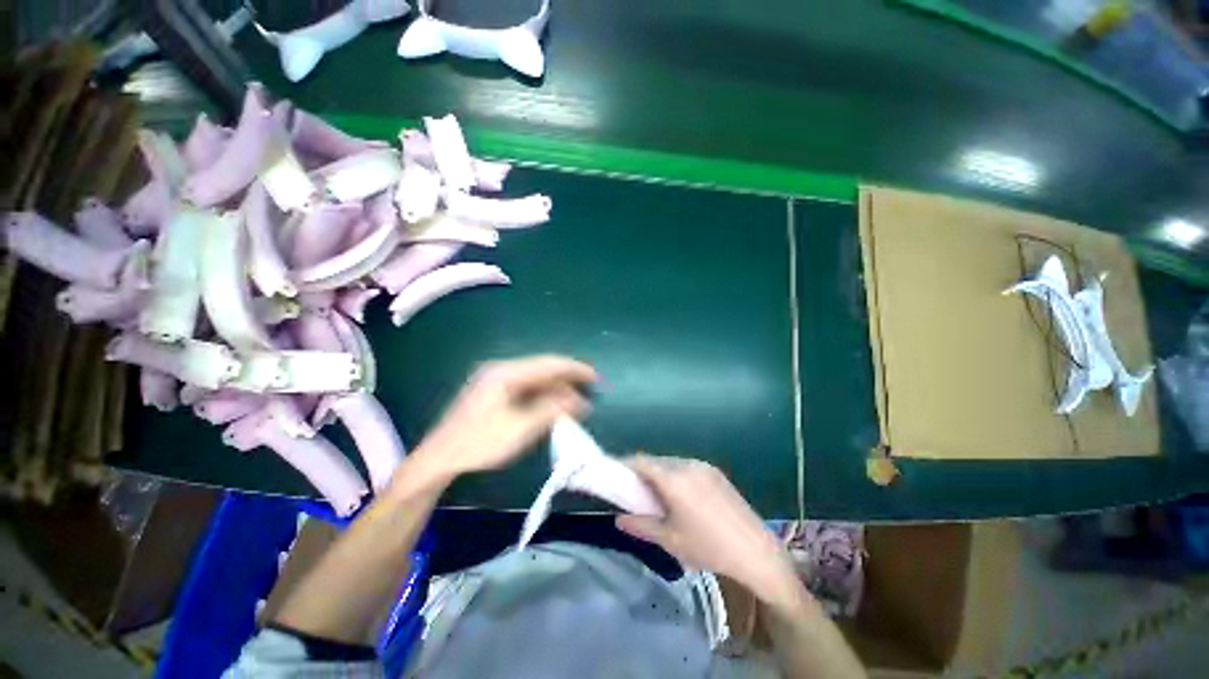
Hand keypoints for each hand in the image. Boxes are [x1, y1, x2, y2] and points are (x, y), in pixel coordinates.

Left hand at [415, 355, 596, 477]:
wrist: (438, 459)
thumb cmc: (480, 443)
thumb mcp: (521, 428)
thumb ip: (552, 410)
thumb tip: (580, 401)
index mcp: (506, 372)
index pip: (549, 363)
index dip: (575, 369)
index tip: (596, 377)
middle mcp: (501, 370)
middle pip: (543, 369)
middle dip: (567, 379)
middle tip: (590, 389)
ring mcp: (495, 380)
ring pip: (535, 378)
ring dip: (556, 388)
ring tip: (576, 399)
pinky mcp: (493, 392)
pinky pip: (525, 388)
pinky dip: (542, 395)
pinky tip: (553, 404)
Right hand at [616, 455, 797, 603]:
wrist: (756, 551)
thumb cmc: (708, 547)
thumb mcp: (670, 540)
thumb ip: (641, 526)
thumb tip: (619, 519)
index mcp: (673, 478)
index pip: (640, 461)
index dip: (624, 464)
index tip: (614, 475)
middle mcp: (687, 464)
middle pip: (656, 460)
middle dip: (642, 471)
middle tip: (635, 491)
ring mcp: (703, 465)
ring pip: (671, 462)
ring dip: (659, 472)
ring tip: (658, 495)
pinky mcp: (715, 472)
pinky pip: (686, 466)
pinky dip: (675, 474)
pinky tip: (680, 495)